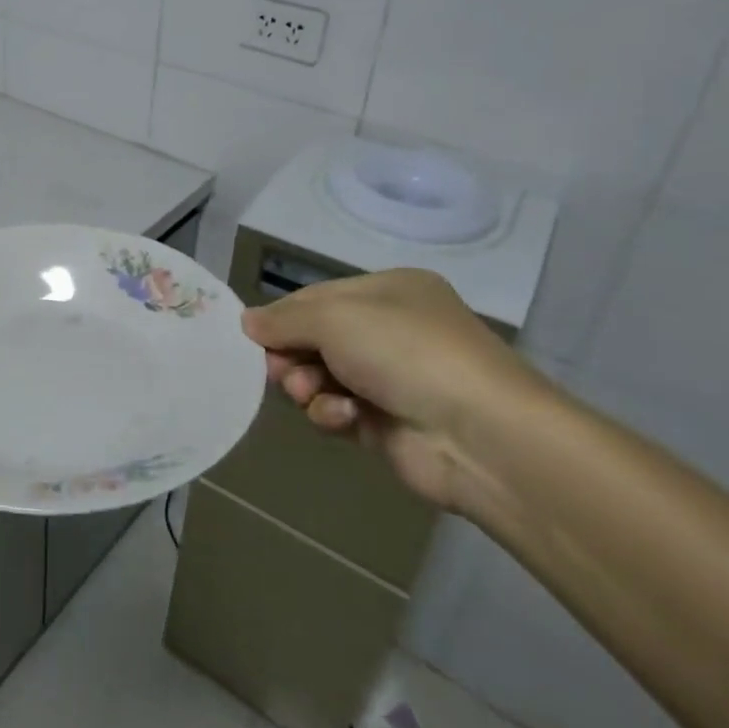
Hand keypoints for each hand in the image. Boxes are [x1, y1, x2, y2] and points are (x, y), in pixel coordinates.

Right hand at [240, 270, 552, 512]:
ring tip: (309, 393)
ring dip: (307, 386)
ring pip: (321, 377)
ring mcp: (392, 379)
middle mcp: (392, 330)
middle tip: (277, 369)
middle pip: (315, 338)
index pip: (317, 298)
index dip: (283, 317)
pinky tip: (343, 417)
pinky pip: (338, 411)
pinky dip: (331, 414)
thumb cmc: (404, 352)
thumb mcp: (334, 317)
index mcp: (389, 291)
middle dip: (291, 354)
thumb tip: (247, 321)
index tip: (253, 336)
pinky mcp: (387, 424)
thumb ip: (283, 318)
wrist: (481, 436)